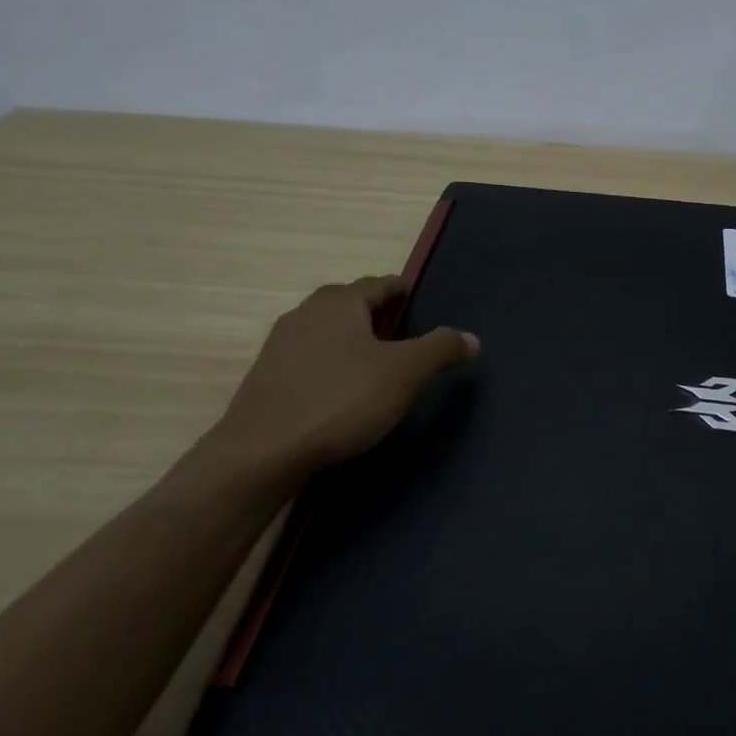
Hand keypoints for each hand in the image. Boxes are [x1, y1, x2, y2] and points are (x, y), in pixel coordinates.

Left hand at [201, 275, 477, 491]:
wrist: (263, 451)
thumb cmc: (341, 401)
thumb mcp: (405, 374)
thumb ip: (441, 349)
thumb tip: (472, 338)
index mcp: (340, 303)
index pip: (378, 284)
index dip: (400, 290)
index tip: (416, 300)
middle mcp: (305, 314)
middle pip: (346, 303)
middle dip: (373, 312)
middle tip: (399, 331)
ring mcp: (279, 345)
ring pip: (324, 330)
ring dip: (348, 338)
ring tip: (372, 361)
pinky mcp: (265, 378)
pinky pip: (307, 358)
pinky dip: (328, 364)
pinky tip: (338, 389)